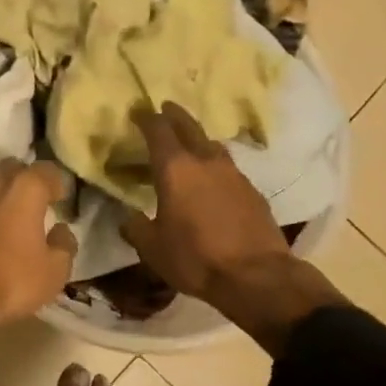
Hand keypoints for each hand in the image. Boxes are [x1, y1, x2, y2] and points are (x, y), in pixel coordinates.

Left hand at [0, 161, 78, 333]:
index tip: (60, 200)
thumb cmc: (9, 281)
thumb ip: (64, 244)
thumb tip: (60, 230)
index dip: (57, 184)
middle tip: (32, 206)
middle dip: (25, 183)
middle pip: (13, 169)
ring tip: (3, 216)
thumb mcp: (54, 272)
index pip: (48, 170)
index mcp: (24, 187)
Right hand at [121, 103, 342, 351]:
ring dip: (198, 140)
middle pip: (189, 126)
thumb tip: (129, 217)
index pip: (158, 129)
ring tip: (189, 146)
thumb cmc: (195, 258)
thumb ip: (136, 227)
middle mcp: (205, 161)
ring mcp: (234, 174)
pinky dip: (215, 167)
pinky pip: (228, 169)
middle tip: (165, 109)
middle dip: (174, 115)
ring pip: (212, 145)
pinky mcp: (253, 191)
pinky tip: (212, 181)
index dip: (145, 117)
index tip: (137, 111)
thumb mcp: (152, 248)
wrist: (257, 277)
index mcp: (175, 169)